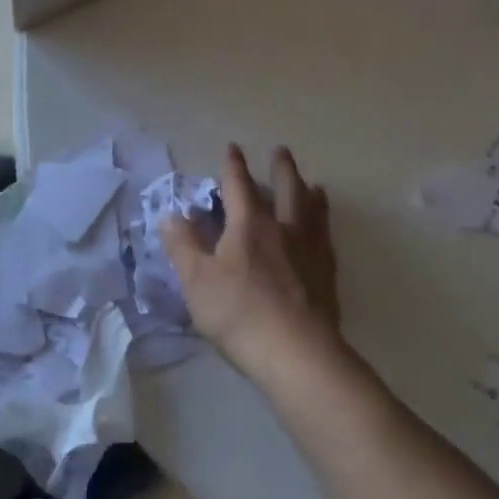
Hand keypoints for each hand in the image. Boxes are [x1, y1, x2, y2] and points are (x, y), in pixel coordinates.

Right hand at [162, 144, 344, 386]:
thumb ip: (183, 245)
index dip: (233, 166)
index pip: (239, 186)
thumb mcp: (196, 280)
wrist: (296, 352)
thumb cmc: (239, 313)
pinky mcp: (327, 275)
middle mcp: (284, 229)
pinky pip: (327, 240)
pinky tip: (324, 233)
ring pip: (313, 211)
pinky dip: (325, 227)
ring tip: (315, 186)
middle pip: (286, 189)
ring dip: (310, 193)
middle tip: (282, 151)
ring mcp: (310, 251)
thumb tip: (172, 215)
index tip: (233, 147)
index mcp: (249, 225)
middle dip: (282, 169)